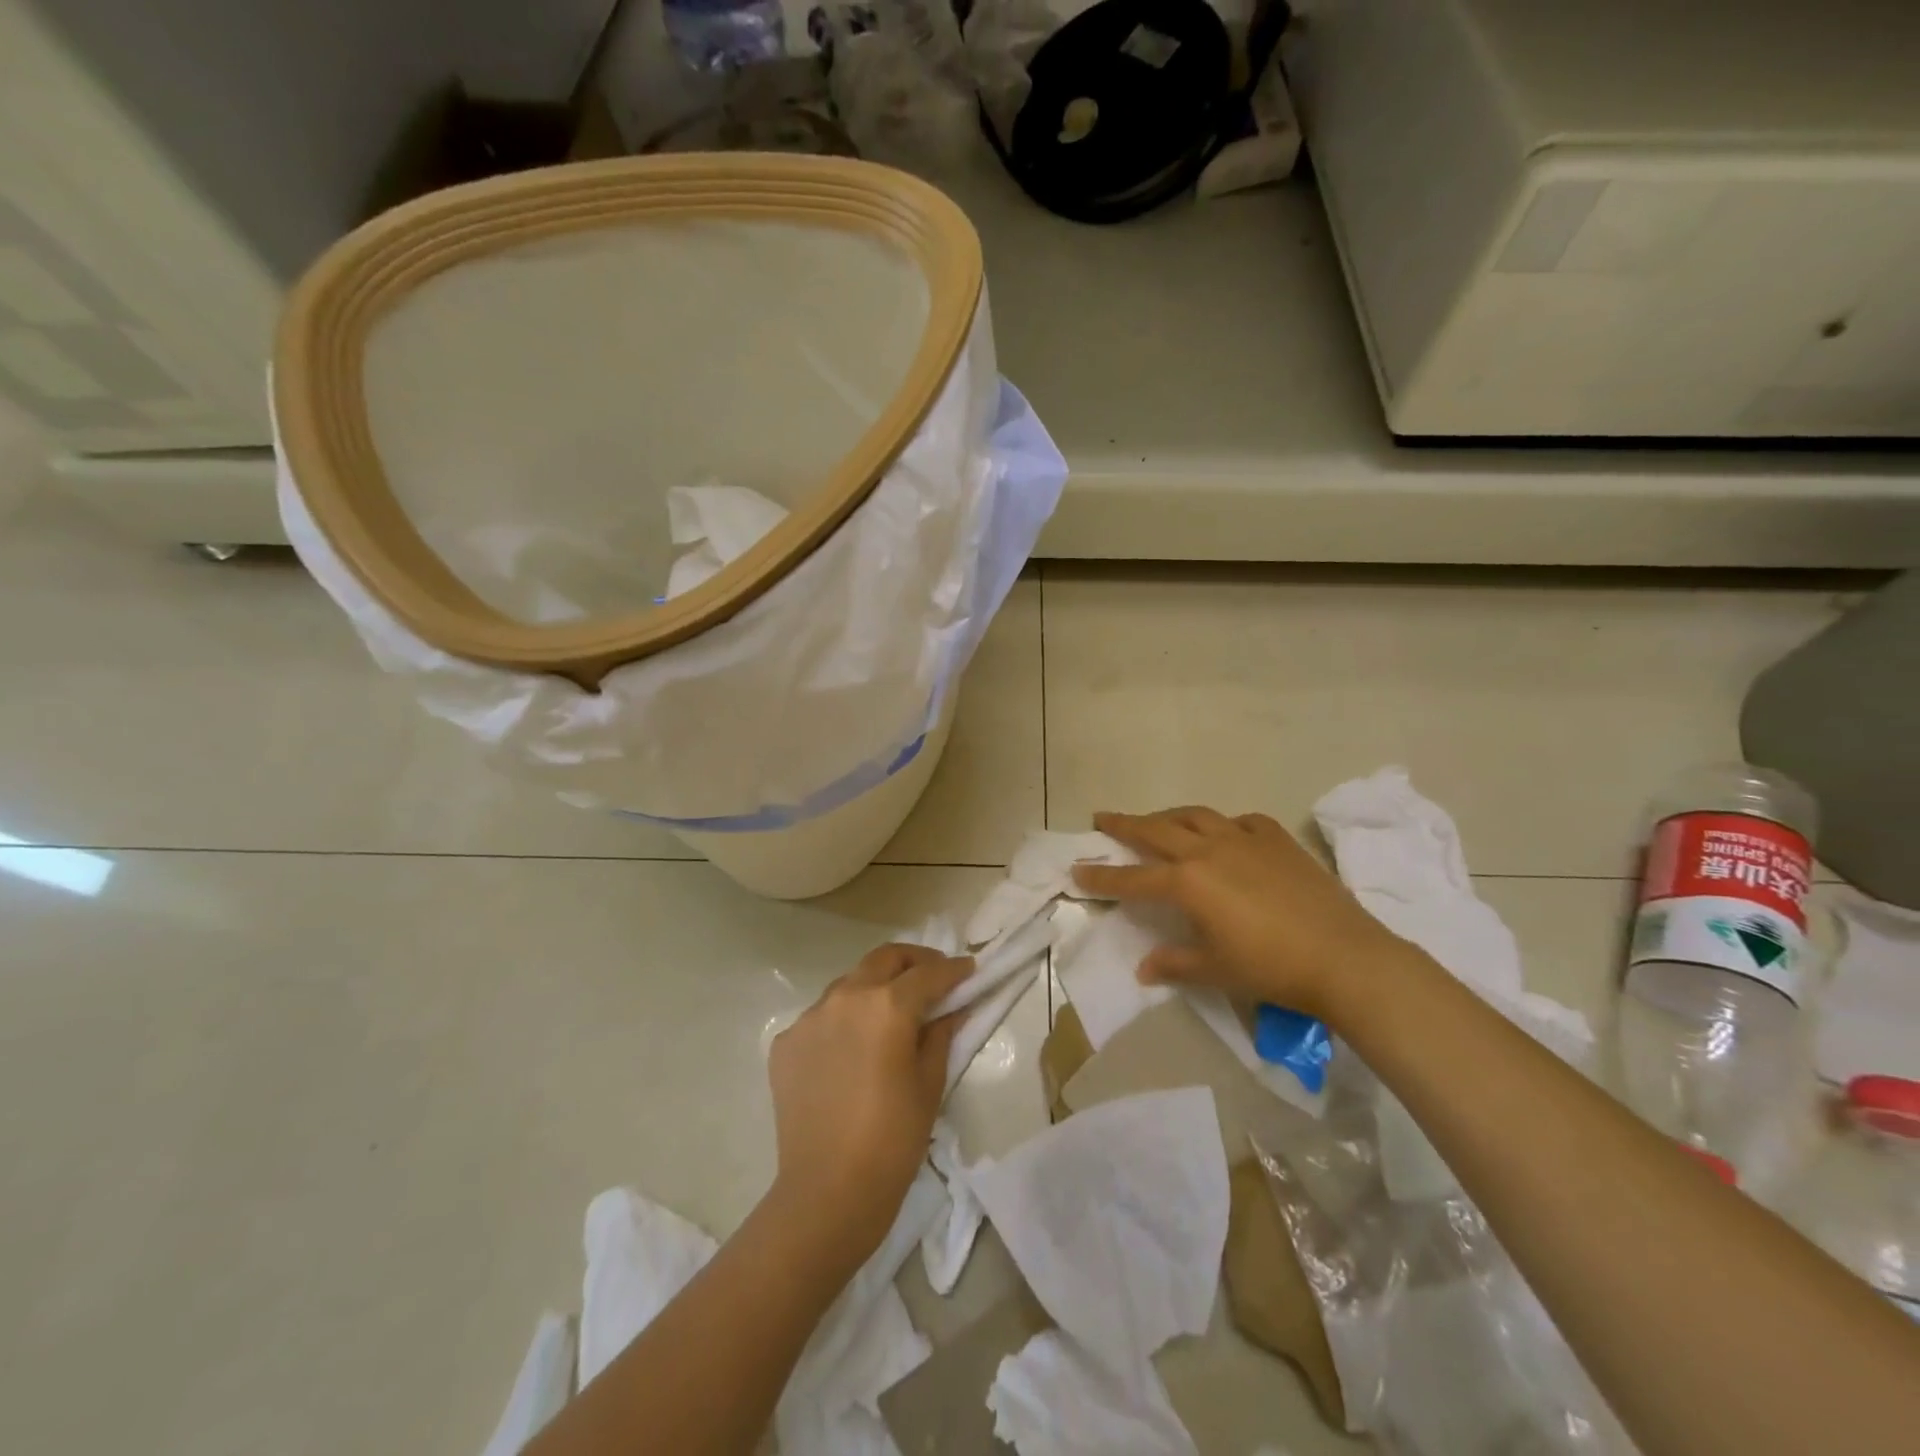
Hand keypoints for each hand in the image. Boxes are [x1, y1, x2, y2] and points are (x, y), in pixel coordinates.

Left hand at [767, 944, 971, 1263]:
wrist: (826, 1193)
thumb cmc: (892, 1140)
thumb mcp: (930, 1084)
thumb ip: (942, 1034)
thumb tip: (954, 1007)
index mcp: (886, 1006)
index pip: (928, 973)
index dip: (953, 970)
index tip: (969, 970)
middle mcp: (845, 997)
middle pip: (884, 959)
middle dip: (913, 961)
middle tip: (933, 977)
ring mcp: (809, 1017)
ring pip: (850, 983)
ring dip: (875, 987)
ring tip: (891, 1014)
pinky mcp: (786, 1042)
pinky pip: (822, 1017)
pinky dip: (844, 1020)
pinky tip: (853, 1050)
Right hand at [1071, 807, 1412, 1022]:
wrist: (1344, 957)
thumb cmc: (1270, 968)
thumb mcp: (1215, 970)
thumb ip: (1174, 964)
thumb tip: (1144, 969)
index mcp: (1188, 882)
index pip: (1132, 877)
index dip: (1101, 876)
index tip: (1076, 869)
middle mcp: (1209, 851)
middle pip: (1156, 829)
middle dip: (1125, 824)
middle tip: (1102, 817)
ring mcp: (1245, 840)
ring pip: (1196, 816)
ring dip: (1169, 816)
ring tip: (1157, 820)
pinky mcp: (1278, 841)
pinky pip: (1241, 822)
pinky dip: (1224, 825)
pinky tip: (1226, 833)